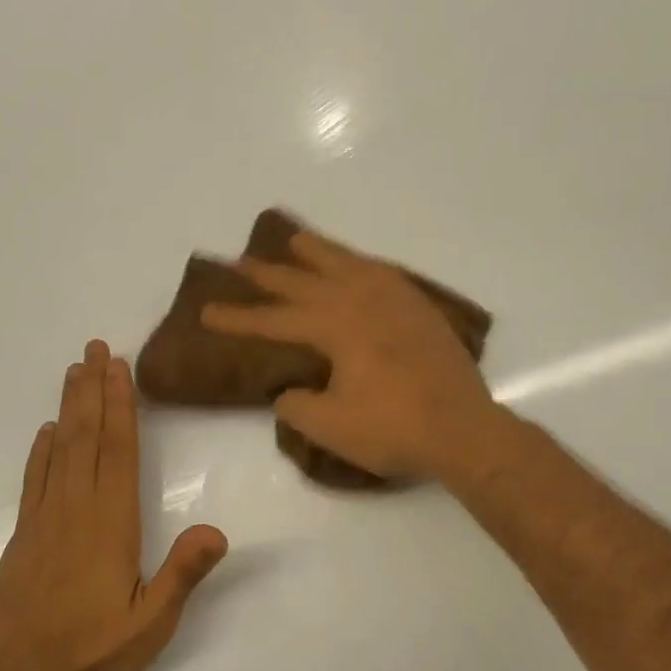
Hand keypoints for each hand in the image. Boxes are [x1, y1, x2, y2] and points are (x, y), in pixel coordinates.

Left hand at [0, 340, 227, 670]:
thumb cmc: (95, 654)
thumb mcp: (152, 623)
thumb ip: (183, 574)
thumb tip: (217, 529)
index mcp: (110, 525)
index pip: (118, 453)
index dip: (120, 407)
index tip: (118, 368)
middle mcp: (76, 512)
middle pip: (86, 439)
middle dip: (93, 391)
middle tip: (95, 348)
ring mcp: (43, 522)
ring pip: (58, 452)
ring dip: (67, 409)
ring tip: (74, 372)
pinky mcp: (23, 538)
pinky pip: (34, 481)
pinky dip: (40, 451)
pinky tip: (45, 432)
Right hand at [201, 229, 499, 481]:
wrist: (463, 430)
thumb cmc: (393, 430)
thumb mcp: (330, 426)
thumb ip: (297, 405)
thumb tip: (289, 390)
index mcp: (337, 327)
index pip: (276, 319)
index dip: (239, 317)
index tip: (207, 311)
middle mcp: (363, 302)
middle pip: (307, 282)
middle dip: (271, 274)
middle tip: (240, 261)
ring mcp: (397, 302)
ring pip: (349, 265)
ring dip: (319, 252)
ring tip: (296, 239)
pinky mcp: (421, 311)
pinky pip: (383, 274)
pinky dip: (363, 264)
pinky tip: (358, 266)